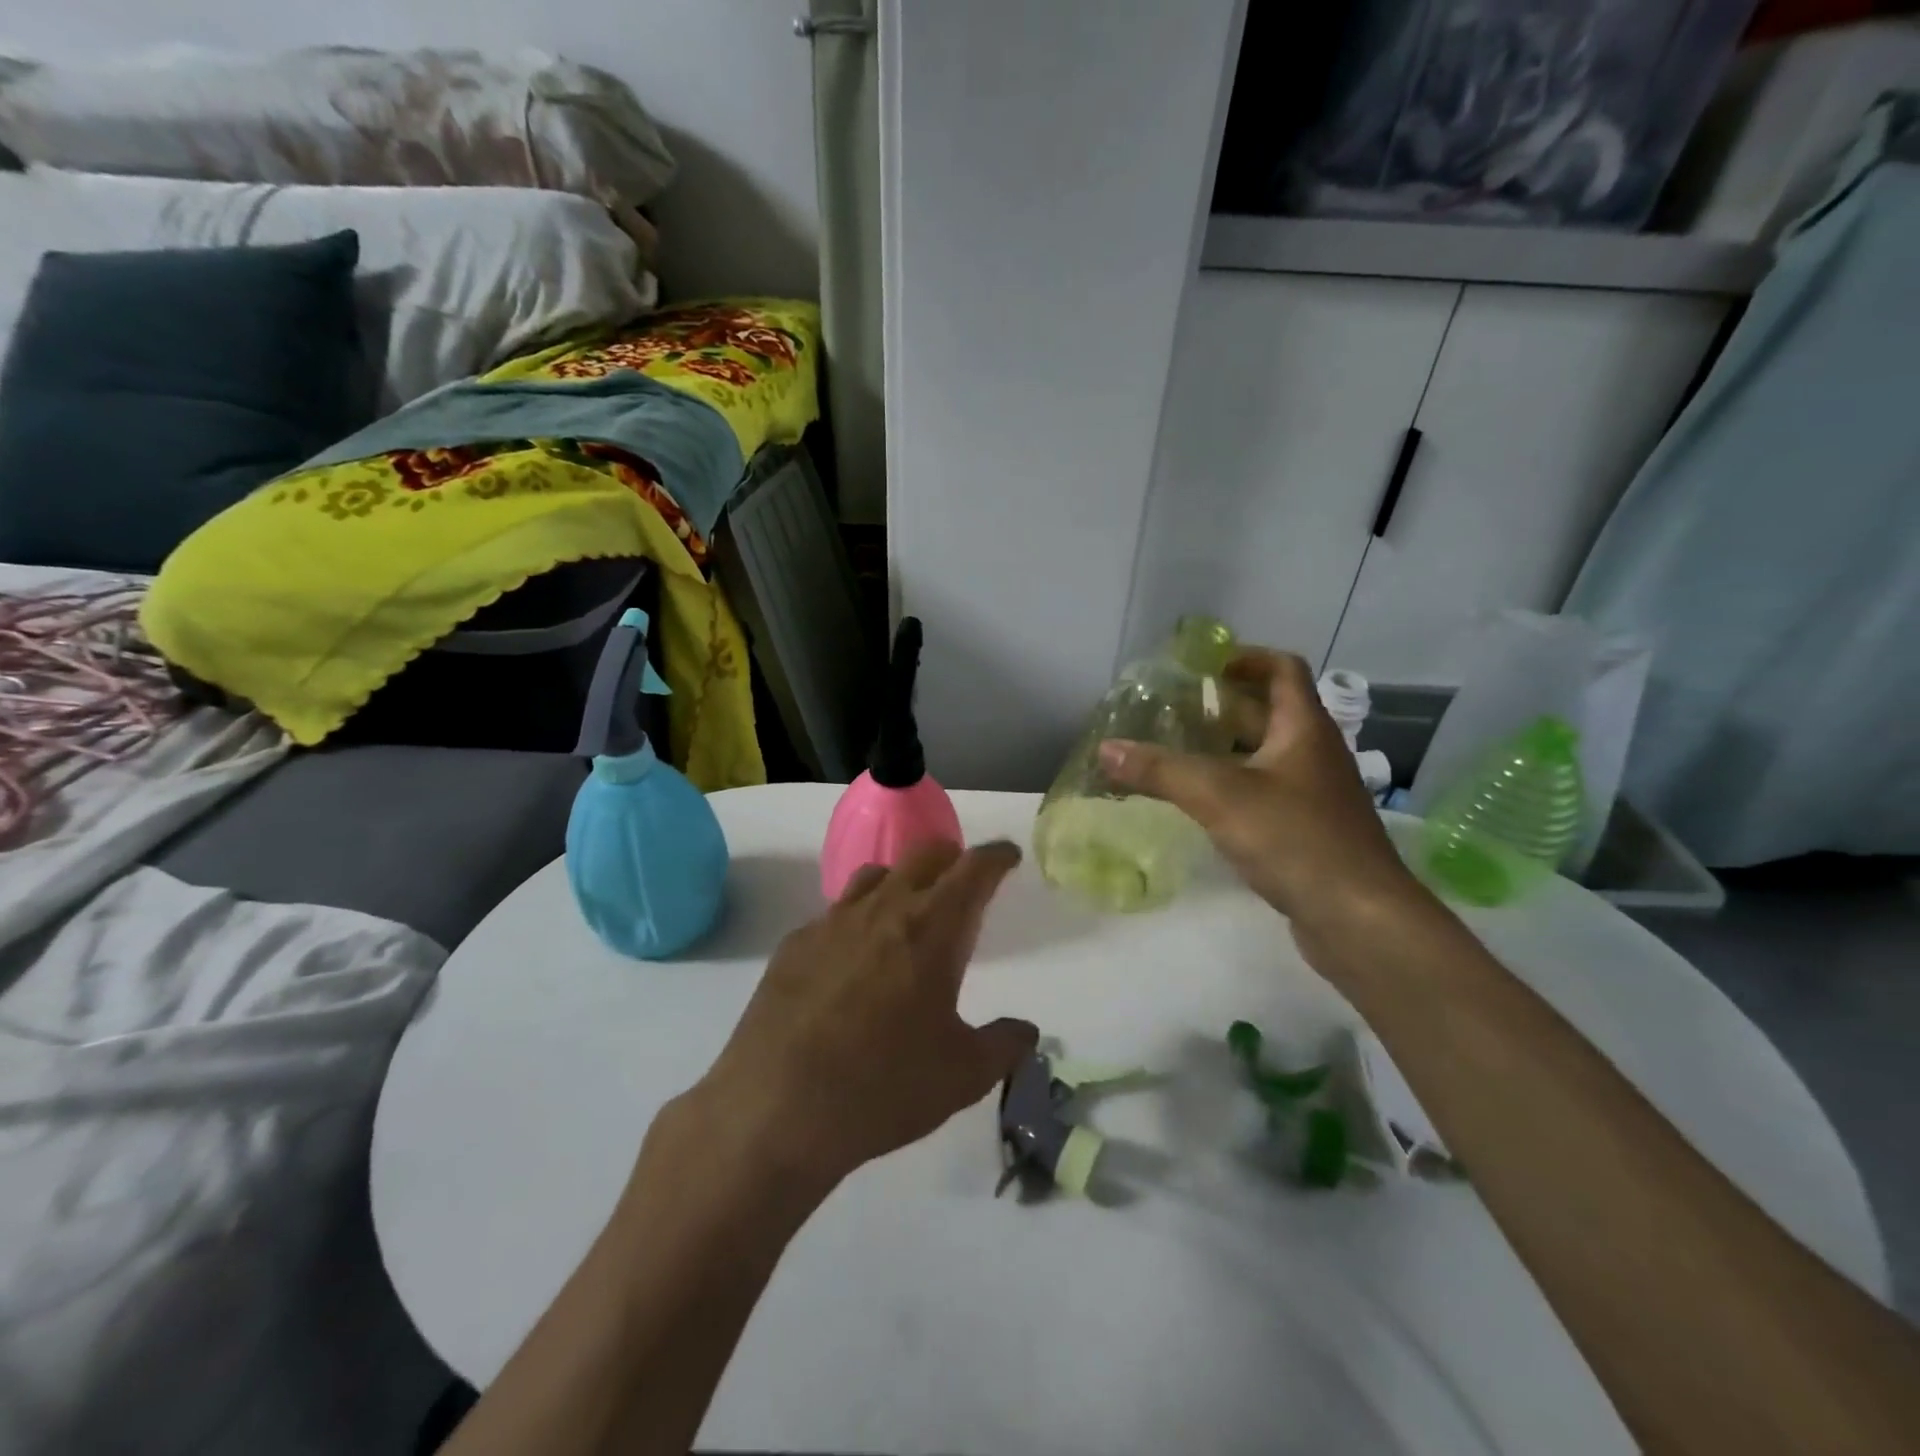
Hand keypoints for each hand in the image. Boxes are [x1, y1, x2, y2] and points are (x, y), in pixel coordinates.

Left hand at [688, 840, 1036, 1192]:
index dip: (996, 857)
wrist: (776, 1108)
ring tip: (908, 912)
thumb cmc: (884, 1087)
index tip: (1007, 856)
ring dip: (901, 881)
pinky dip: (857, 919)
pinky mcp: (794, 944)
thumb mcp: (963, 1075)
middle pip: (923, 855)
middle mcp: (883, 909)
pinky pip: (834, 913)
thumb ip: (1004, 1045)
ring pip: (875, 875)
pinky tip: (852, 958)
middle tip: (963, 880)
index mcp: (932, 929)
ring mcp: (832, 922)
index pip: (973, 869)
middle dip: (951, 857)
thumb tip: (1026, 1031)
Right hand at [1099, 649, 1419, 942]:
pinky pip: (1266, 792)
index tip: (1204, 666)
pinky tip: (1202, 804)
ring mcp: (1315, 795)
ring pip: (1266, 756)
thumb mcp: (1219, 796)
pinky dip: (1234, 786)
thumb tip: (1105, 748)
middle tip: (1174, 711)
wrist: (1359, 918)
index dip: (1246, 657)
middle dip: (1223, 706)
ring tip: (1177, 752)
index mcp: (1304, 729)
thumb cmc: (1295, 839)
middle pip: (1270, 712)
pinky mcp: (1309, 831)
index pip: (1283, 669)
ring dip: (1226, 748)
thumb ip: (1160, 770)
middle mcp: (1314, 754)